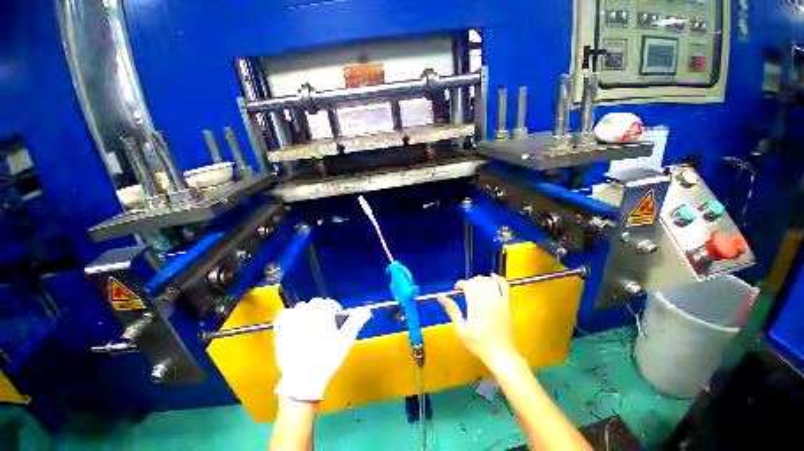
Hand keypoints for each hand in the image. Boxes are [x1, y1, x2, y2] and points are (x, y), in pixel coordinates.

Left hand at [273, 298, 370, 401]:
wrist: (304, 380)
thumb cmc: (327, 359)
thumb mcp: (345, 341)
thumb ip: (355, 322)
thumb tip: (367, 309)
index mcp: (323, 316)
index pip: (328, 303)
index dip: (333, 308)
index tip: (336, 316)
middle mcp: (307, 315)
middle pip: (315, 303)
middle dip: (321, 308)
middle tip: (324, 321)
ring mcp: (292, 323)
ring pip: (300, 307)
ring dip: (306, 311)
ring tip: (310, 322)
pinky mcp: (281, 332)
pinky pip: (283, 315)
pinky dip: (289, 315)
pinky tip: (294, 322)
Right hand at [438, 275, 518, 370]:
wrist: (501, 354)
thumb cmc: (479, 344)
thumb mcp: (461, 329)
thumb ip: (452, 311)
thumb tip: (441, 297)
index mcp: (476, 306)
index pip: (468, 285)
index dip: (461, 284)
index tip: (457, 289)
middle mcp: (488, 300)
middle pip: (478, 281)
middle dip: (470, 282)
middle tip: (466, 290)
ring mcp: (499, 301)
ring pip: (489, 281)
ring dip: (481, 280)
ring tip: (476, 285)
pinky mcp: (507, 303)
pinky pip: (504, 285)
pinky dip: (498, 278)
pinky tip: (493, 277)